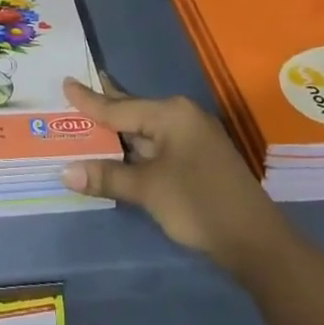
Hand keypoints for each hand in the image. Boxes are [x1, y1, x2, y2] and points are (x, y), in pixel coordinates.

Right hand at [61, 75, 282, 273]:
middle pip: (134, 111)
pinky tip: (122, 149)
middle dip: (105, 107)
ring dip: (120, 131)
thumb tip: (66, 171)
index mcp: (171, 114)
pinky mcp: (199, 158)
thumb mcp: (148, 190)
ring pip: (146, 130)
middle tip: (77, 89)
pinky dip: (136, 147)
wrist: (257, 242)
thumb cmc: (199, 204)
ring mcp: (194, 137)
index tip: (66, 82)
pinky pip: (158, 144)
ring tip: (91, 117)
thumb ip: (108, 176)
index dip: (89, 100)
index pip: (119, 107)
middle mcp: (182, 117)